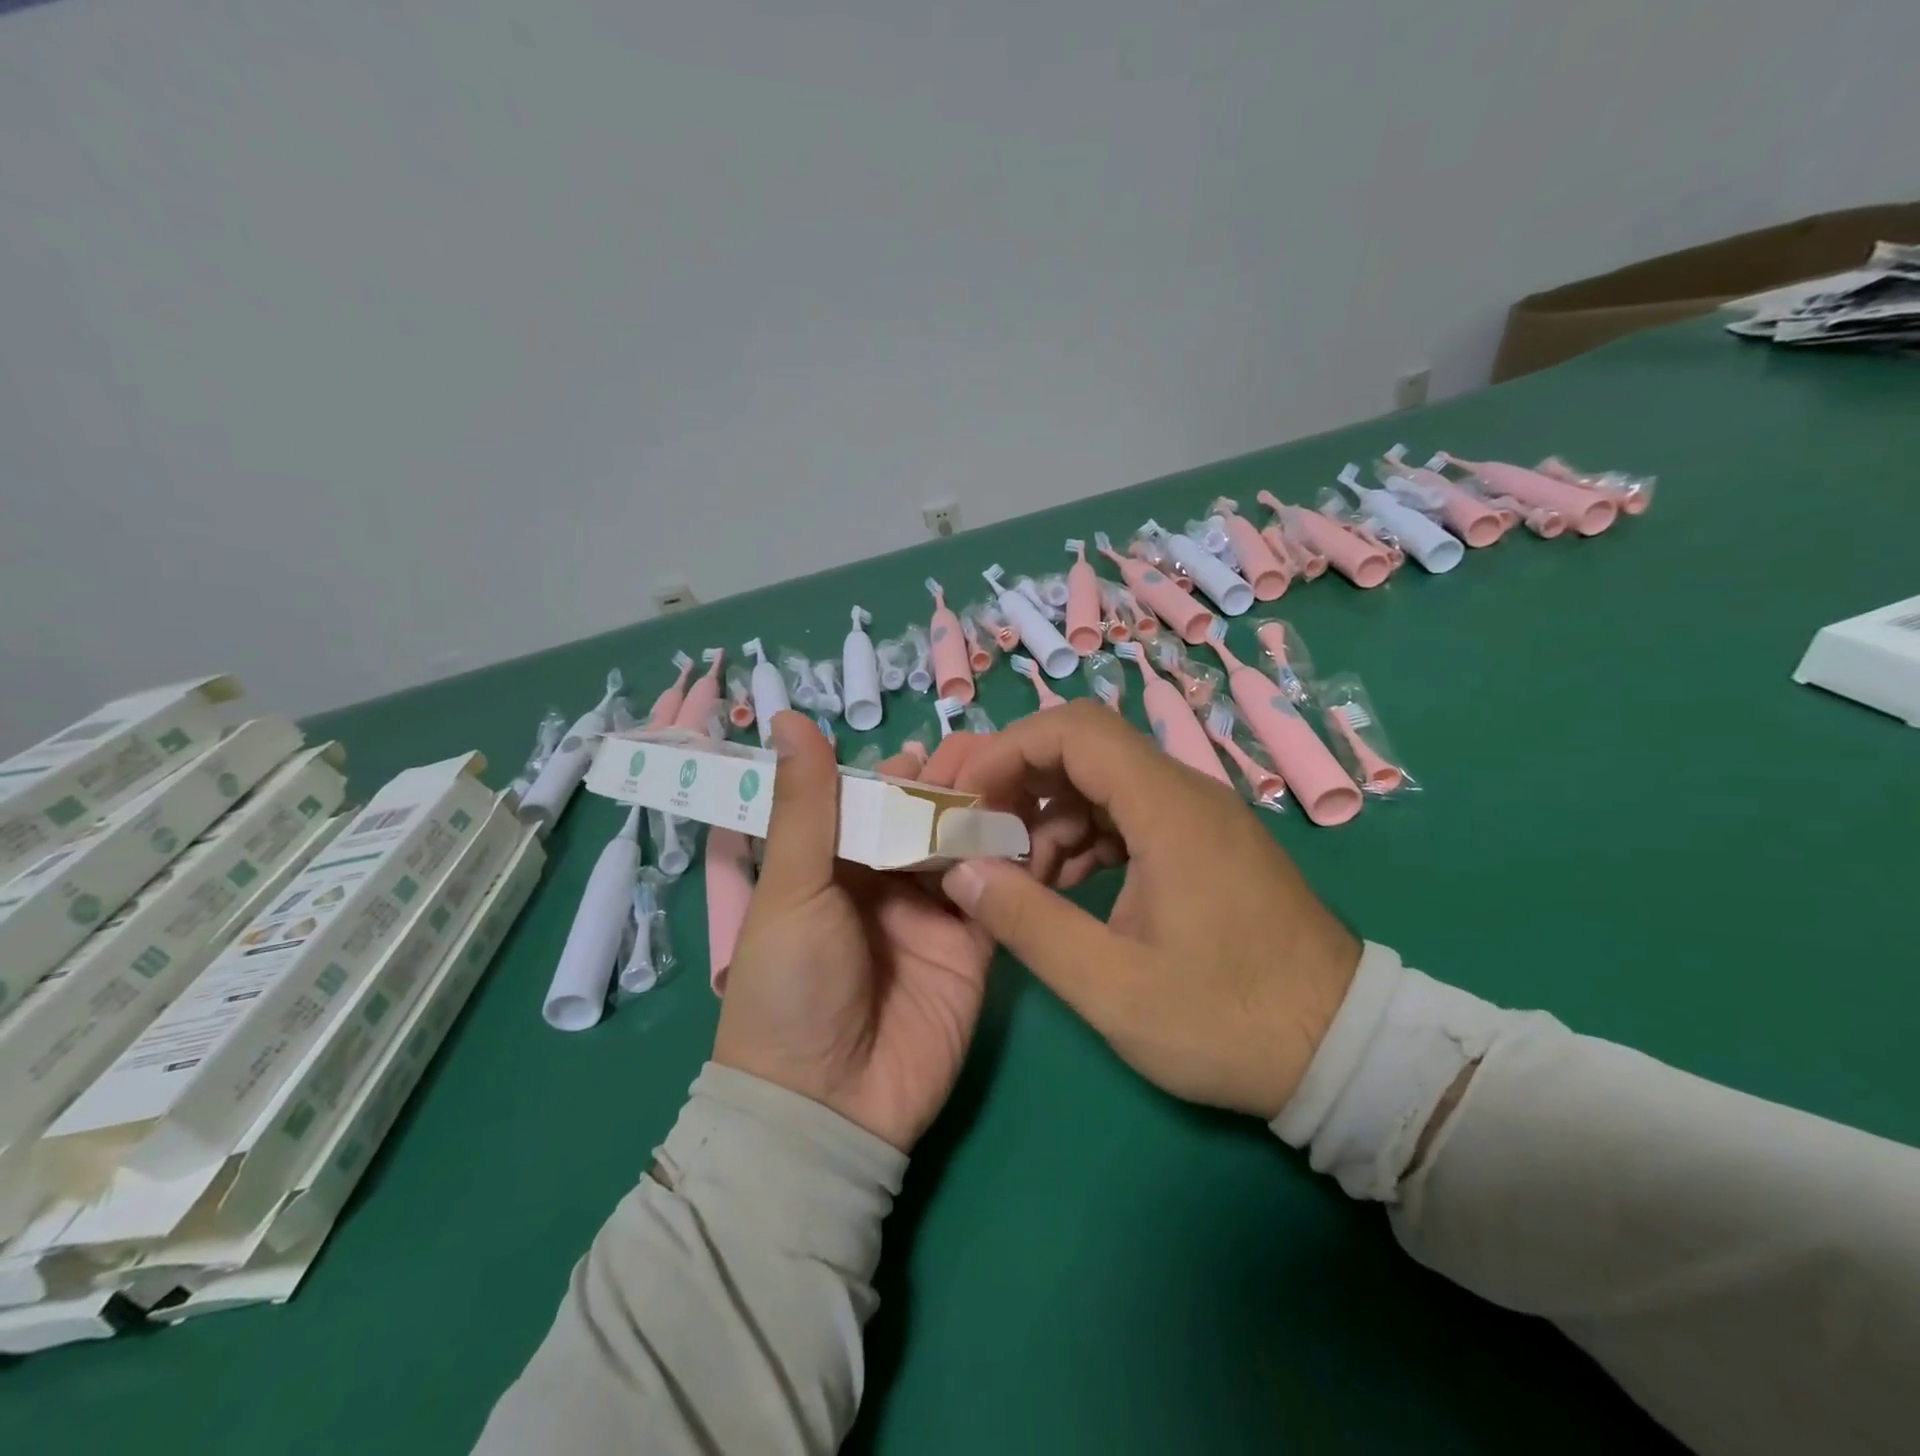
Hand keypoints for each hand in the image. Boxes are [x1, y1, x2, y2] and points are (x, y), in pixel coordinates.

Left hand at [713, 712, 994, 1152]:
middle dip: (955, 785)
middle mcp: (886, 882)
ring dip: (990, 812)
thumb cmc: (790, 988)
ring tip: (1022, 774)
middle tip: (994, 749)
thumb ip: (805, 805)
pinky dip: (1016, 860)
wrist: (828, 1106)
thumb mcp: (792, 888)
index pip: (873, 801)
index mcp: (834, 865)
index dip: (902, 771)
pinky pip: (998, 893)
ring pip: (966, 848)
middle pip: (925, 820)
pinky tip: (1040, 823)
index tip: (938, 742)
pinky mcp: (975, 946)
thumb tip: (786, 716)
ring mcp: (934, 914)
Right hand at [922, 699, 1360, 1119]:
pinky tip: (1068, 888)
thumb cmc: (1227, 1020)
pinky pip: (1130, 814)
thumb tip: (961, 871)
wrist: (1341, 1049)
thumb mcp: (1112, 985)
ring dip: (1052, 818)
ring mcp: (1200, 817)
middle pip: (1086, 749)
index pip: (1074, 730)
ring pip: (1104, 783)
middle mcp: (1187, 793)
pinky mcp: (1206, 843)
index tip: (967, 799)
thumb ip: (1028, 922)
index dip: (1009, 750)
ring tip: (1027, 882)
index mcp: (1169, 809)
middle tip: (984, 840)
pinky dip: (1087, 838)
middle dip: (1023, 785)